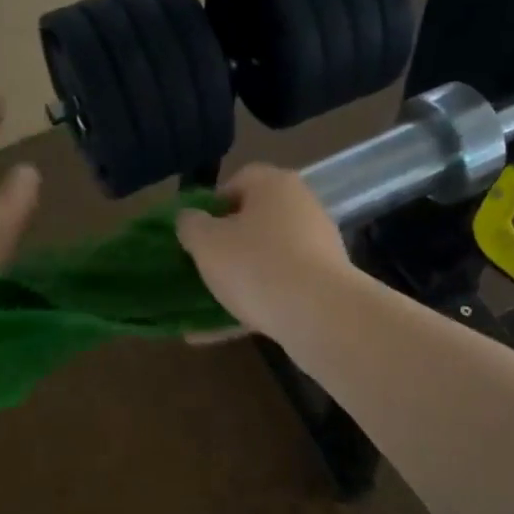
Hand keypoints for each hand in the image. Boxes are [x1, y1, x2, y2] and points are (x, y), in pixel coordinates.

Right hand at [174, 164, 354, 337]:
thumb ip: (190, 225)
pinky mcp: (323, 286)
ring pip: (266, 262)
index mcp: (275, 185)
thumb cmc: (255, 265)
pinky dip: (250, 307)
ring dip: (236, 282)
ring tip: (203, 307)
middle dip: (225, 246)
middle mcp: (302, 208)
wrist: (319, 315)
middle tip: (200, 267)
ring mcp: (317, 248)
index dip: (211, 205)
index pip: (238, 181)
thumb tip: (190, 218)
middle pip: (255, 222)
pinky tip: (217, 332)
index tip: (194, 232)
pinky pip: (278, 292)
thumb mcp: (206, 243)